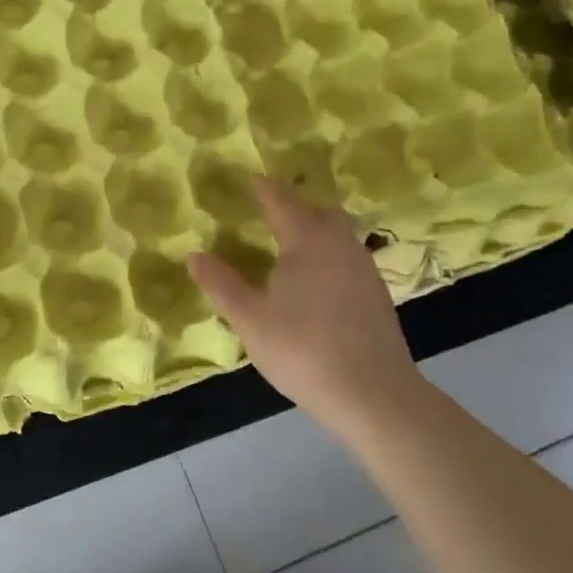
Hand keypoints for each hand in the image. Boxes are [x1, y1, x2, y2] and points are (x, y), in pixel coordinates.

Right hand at [187, 177, 423, 437]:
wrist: (374, 394)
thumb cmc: (303, 349)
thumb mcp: (250, 319)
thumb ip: (222, 284)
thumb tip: (194, 255)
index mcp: (308, 240)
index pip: (281, 202)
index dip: (264, 189)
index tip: (251, 178)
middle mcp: (340, 244)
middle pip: (319, 211)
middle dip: (295, 205)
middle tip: (272, 210)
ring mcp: (364, 269)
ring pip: (339, 234)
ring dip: (315, 229)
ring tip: (291, 243)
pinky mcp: (377, 295)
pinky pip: (348, 257)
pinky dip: (329, 254)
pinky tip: (316, 280)